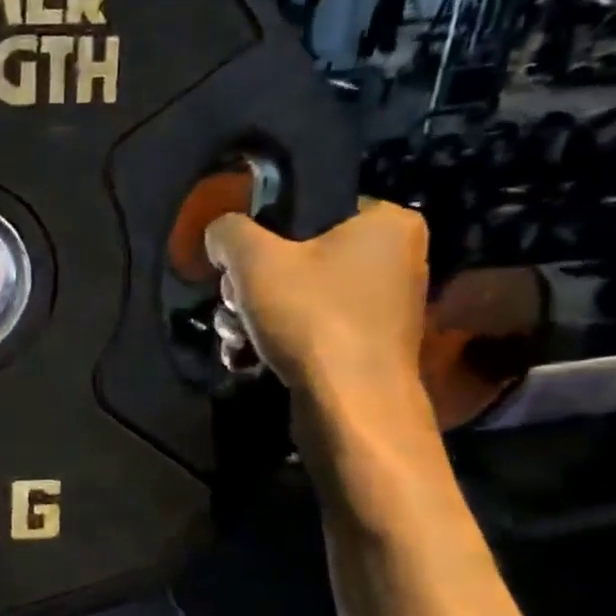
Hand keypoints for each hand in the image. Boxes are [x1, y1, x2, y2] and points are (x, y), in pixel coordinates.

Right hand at [203, 198, 429, 404]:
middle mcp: (395, 259)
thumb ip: (228, 231)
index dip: (262, 234)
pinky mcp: (366, 346)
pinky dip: (276, 338)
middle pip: (296, 256)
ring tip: (234, 336)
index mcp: (386, 223)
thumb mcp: (253, 259)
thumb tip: (220, 234)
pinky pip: (310, 326)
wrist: (351, 406)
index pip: (309, 209)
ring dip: (252, 314)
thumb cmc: (311, 316)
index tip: (237, 265)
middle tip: (232, 303)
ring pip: (296, 295)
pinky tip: (248, 356)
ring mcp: (383, 307)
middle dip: (250, 284)